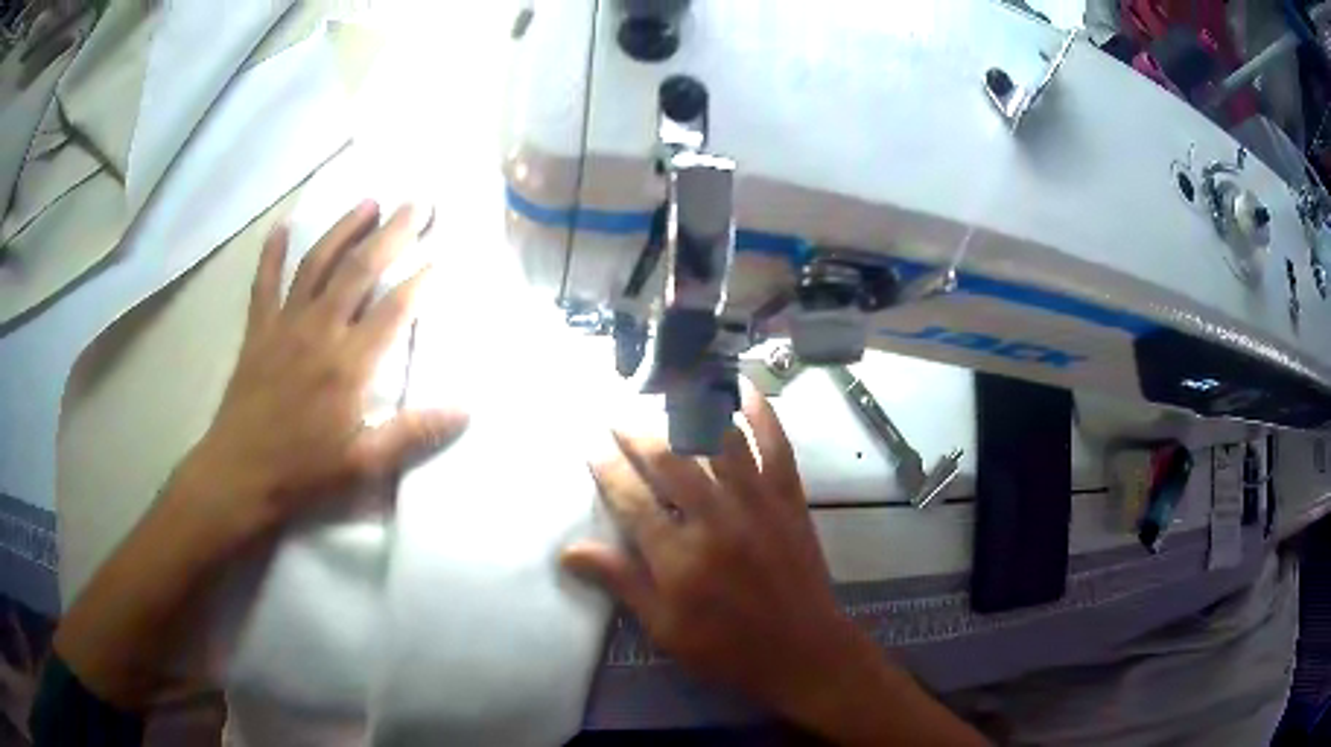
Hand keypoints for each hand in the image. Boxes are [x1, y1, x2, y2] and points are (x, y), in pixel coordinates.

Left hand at [172, 201, 466, 549]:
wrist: (239, 476)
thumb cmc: (304, 473)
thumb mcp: (364, 465)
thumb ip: (413, 433)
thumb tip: (466, 411)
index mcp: (348, 365)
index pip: (393, 309)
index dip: (420, 280)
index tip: (442, 256)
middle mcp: (319, 331)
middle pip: (359, 270)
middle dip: (392, 234)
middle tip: (417, 203)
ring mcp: (284, 325)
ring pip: (317, 264)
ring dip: (344, 229)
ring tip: (368, 202)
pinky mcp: (258, 330)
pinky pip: (265, 282)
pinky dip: (273, 252)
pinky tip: (284, 226)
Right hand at [561, 386, 883, 729]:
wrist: (802, 650)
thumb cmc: (726, 647)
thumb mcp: (664, 627)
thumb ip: (621, 581)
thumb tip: (569, 551)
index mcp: (678, 556)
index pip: (630, 500)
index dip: (606, 470)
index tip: (591, 448)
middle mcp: (715, 519)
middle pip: (669, 462)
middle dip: (637, 434)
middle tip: (617, 415)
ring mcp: (757, 504)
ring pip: (719, 443)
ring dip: (691, 413)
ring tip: (668, 391)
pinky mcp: (789, 500)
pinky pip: (776, 447)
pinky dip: (763, 415)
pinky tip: (746, 391)